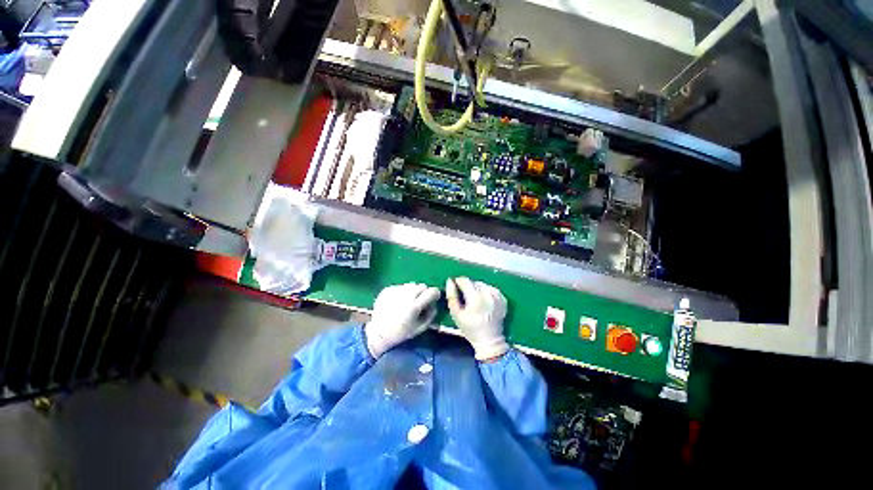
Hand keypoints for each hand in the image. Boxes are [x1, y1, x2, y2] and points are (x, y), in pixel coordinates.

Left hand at [365, 283, 441, 357]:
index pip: (431, 291)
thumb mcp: (420, 328)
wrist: (378, 333)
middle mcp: (405, 296)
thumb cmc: (401, 333)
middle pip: (422, 286)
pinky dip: (402, 291)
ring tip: (408, 301)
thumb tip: (435, 303)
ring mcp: (395, 291)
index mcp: (414, 306)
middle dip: (424, 292)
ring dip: (413, 291)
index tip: (434, 298)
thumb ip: (431, 314)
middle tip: (420, 301)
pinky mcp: (387, 289)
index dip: (435, 293)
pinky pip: (400, 286)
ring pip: (411, 284)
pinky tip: (398, 301)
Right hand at [445, 277, 508, 359]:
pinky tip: (484, 300)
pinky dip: (486, 291)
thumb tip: (449, 281)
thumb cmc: (470, 328)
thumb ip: (451, 296)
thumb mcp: (456, 313)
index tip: (456, 287)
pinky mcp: (503, 299)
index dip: (458, 282)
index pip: (465, 280)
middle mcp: (488, 294)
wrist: (489, 341)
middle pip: (474, 282)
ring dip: (477, 288)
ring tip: (474, 298)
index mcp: (475, 298)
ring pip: (483, 284)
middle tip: (465, 296)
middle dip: (468, 286)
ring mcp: (497, 296)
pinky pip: (492, 289)